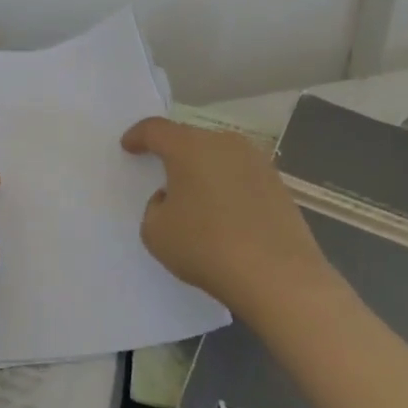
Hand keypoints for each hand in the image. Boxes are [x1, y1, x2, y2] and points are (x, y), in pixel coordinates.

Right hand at [121, 117, 330, 316]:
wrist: (279, 278)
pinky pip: (241, 176)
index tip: (128, 146)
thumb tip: (174, 198)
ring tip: (195, 197)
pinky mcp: (279, 185)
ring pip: (219, 156)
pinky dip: (227, 187)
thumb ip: (155, 207)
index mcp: (189, 147)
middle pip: (190, 139)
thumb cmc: (207, 247)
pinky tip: (224, 214)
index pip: (155, 129)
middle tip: (162, 174)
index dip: (138, 136)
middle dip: (173, 153)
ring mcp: (257, 163)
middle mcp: (224, 144)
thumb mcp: (156, 231)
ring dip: (203, 170)